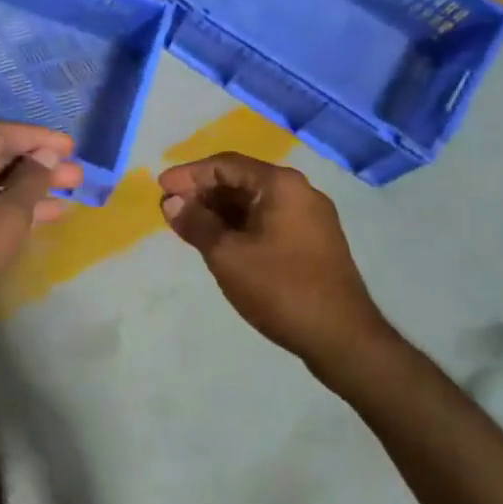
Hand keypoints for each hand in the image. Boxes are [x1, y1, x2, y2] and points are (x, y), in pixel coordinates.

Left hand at [0, 123, 82, 374]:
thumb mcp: (7, 216)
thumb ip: (31, 181)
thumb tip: (47, 156)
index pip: (1, 134)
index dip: (38, 137)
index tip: (71, 146)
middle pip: (0, 157)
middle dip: (40, 163)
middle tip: (77, 173)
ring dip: (34, 186)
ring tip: (73, 191)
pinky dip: (20, 207)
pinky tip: (51, 214)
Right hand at [158, 153, 390, 370]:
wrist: (342, 338)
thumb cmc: (280, 289)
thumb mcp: (227, 255)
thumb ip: (196, 223)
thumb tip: (172, 203)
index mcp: (281, 185)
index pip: (225, 165)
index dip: (189, 175)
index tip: (160, 189)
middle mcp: (299, 191)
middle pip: (241, 180)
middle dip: (203, 192)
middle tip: (170, 209)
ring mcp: (310, 217)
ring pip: (254, 202)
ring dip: (219, 211)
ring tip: (187, 226)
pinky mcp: (313, 241)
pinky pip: (267, 220)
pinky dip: (239, 225)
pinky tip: (218, 241)